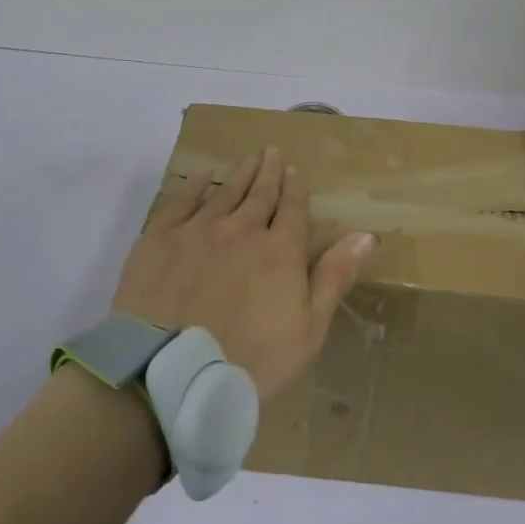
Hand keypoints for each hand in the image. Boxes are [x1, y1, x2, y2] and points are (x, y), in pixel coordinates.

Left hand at [112, 146, 375, 400]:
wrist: (171, 372)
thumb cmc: (250, 361)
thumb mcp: (308, 329)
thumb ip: (334, 277)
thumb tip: (365, 235)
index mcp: (280, 250)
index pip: (292, 209)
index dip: (295, 189)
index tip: (295, 172)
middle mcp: (241, 229)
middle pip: (260, 193)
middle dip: (269, 172)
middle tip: (271, 151)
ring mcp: (198, 229)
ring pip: (224, 191)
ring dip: (239, 173)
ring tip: (248, 157)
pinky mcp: (159, 237)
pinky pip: (181, 201)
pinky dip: (194, 185)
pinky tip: (202, 176)